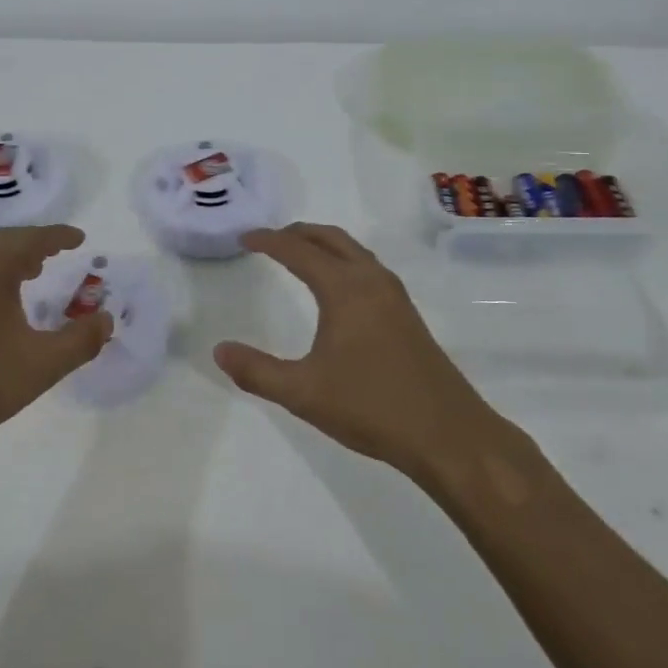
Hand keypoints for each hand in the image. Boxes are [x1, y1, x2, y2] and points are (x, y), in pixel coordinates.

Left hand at [0, 225, 113, 446]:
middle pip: (3, 242)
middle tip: (56, 252)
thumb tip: (107, 319)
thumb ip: (80, 341)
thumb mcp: (42, 364)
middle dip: (32, 243)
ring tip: (31, 274)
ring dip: (9, 259)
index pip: (32, 239)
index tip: (79, 237)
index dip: (59, 236)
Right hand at [213, 223, 492, 476]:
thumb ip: (257, 371)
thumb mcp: (303, 393)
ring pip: (354, 252)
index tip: (246, 238)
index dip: (269, 241)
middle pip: (331, 239)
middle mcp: (372, 282)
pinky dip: (344, 261)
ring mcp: (395, 297)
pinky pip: (368, 269)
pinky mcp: (407, 316)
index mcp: (345, 290)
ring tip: (299, 255)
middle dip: (298, 233)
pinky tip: (338, 289)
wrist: (448, 435)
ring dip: (324, 244)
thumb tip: (219, 350)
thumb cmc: (371, 407)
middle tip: (270, 239)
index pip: (299, 251)